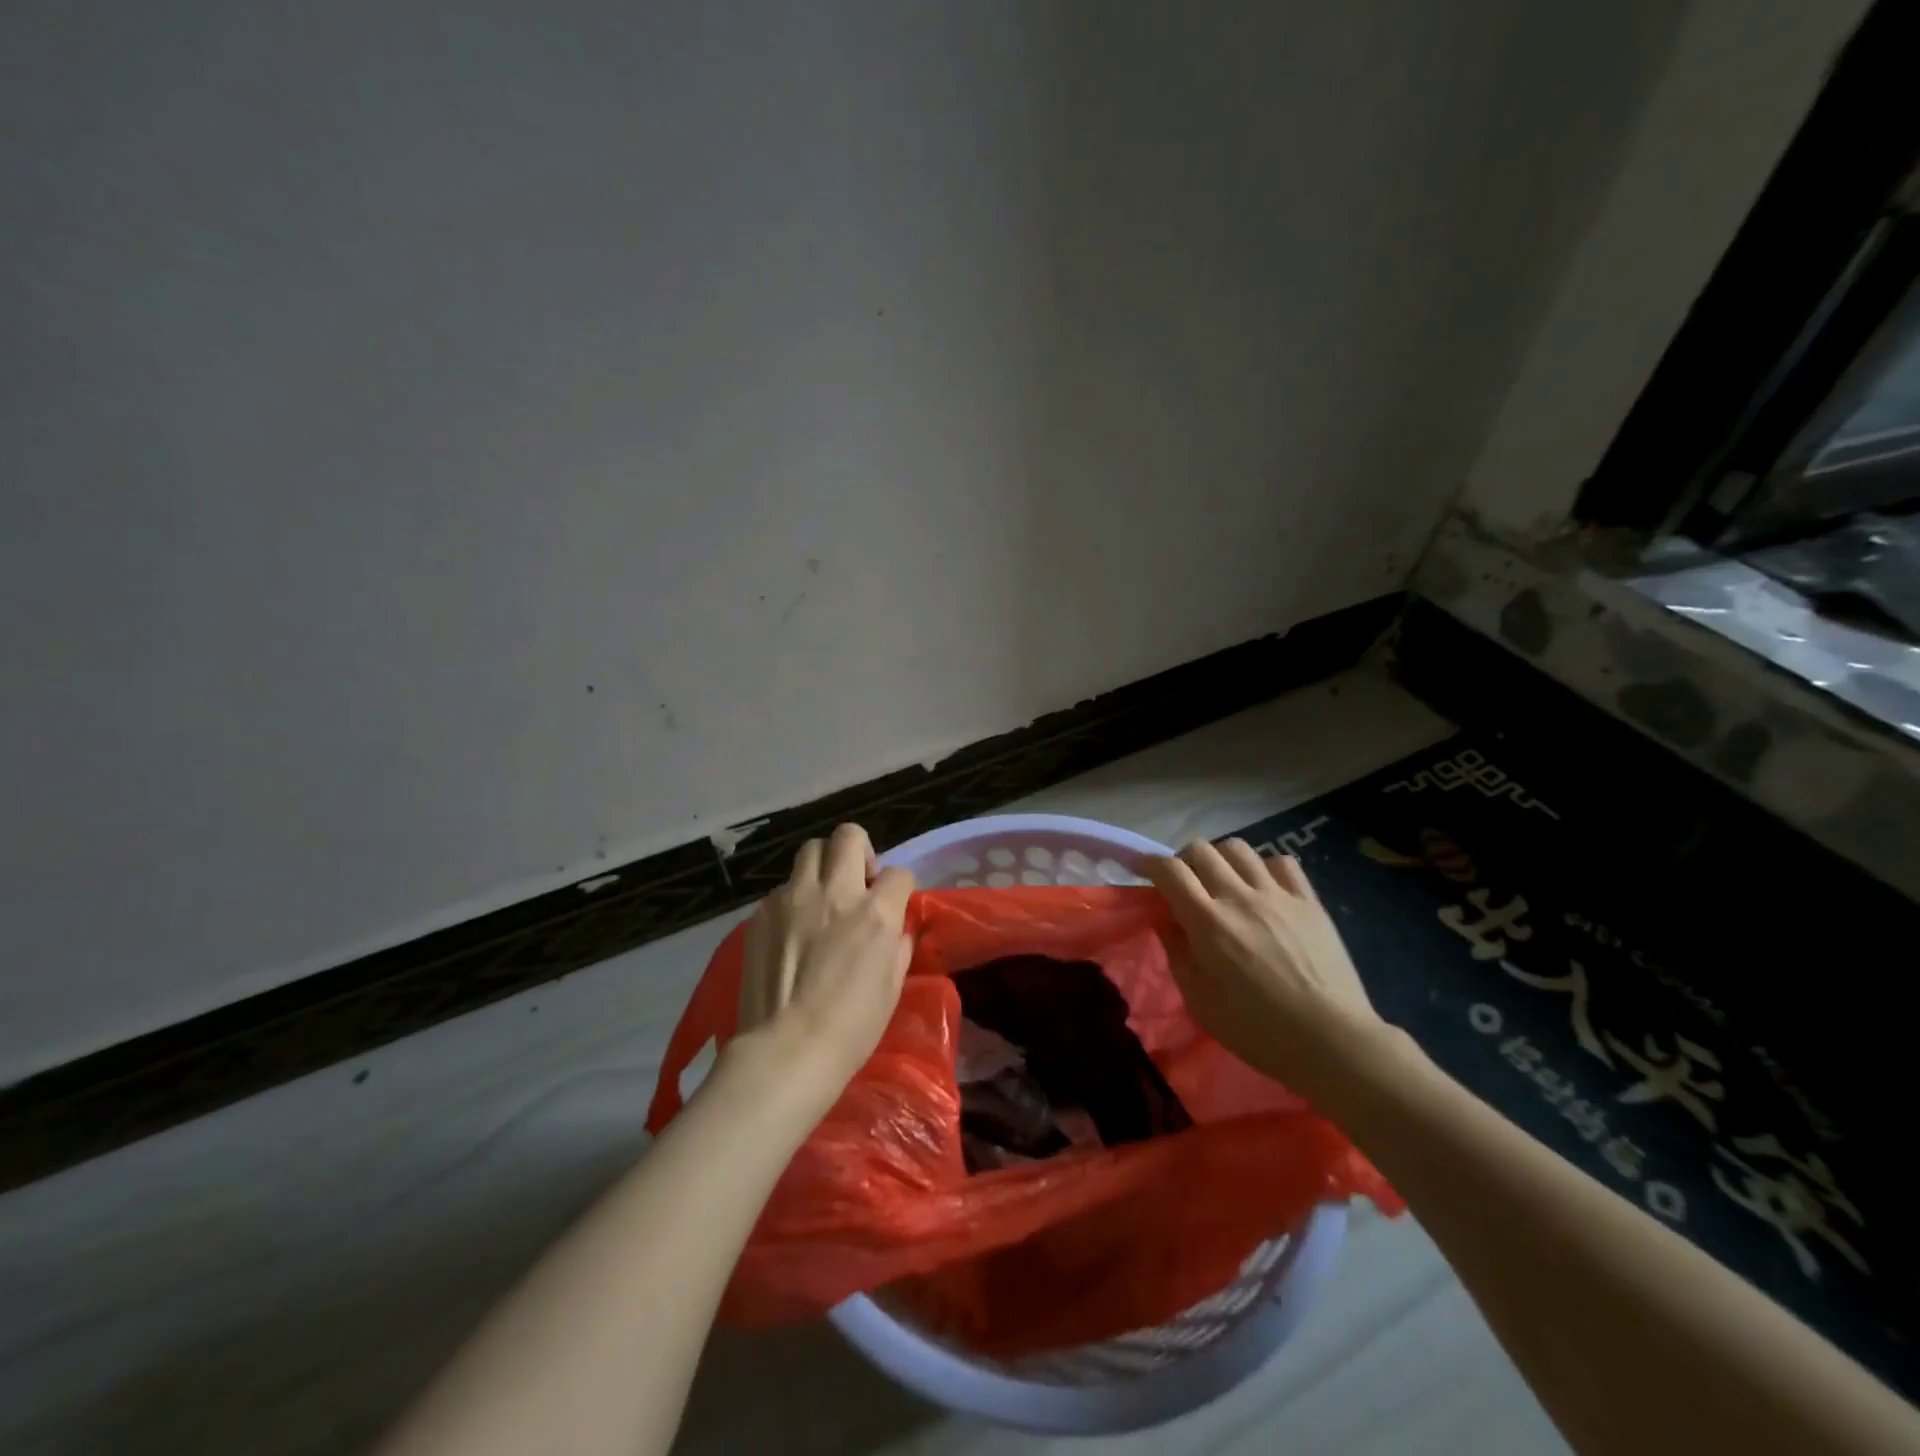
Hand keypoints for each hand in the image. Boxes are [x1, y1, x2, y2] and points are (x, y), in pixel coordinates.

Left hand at [732, 823, 914, 1097]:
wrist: (785, 1051)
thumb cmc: (851, 1029)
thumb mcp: (892, 987)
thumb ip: (897, 945)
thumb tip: (894, 928)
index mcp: (875, 913)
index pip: (899, 872)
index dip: (899, 886)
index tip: (893, 903)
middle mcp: (835, 893)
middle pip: (849, 836)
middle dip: (859, 851)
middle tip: (857, 881)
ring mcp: (793, 899)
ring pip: (810, 851)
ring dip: (822, 867)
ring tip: (821, 898)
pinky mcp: (761, 913)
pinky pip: (782, 889)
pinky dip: (793, 900)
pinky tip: (791, 931)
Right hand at [1147, 839, 1387, 1092]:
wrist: (1333, 1041)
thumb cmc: (1259, 1030)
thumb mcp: (1200, 1002)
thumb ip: (1177, 954)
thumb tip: (1166, 920)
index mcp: (1208, 922)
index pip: (1170, 870)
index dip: (1150, 862)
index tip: (1144, 869)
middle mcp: (1240, 897)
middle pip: (1201, 849)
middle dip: (1183, 860)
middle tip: (1185, 883)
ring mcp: (1278, 895)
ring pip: (1239, 848)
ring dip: (1221, 859)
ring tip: (1224, 882)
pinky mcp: (1310, 901)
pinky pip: (1281, 862)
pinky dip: (1264, 867)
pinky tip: (1264, 888)